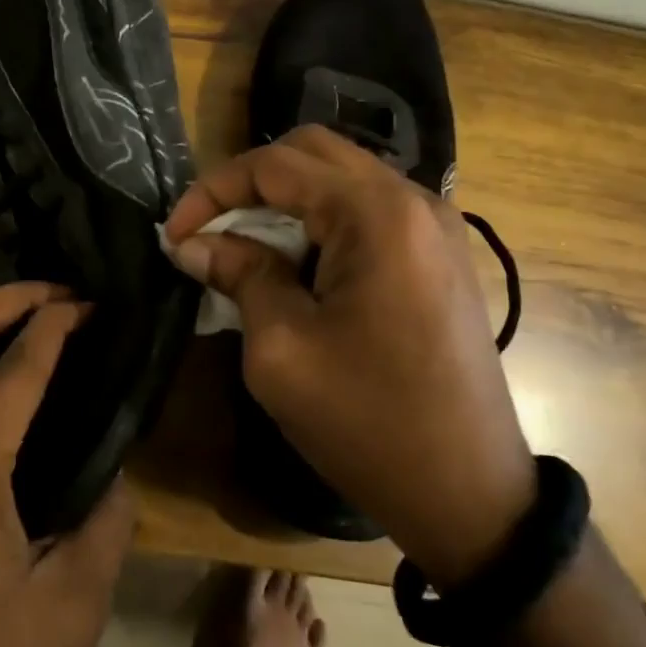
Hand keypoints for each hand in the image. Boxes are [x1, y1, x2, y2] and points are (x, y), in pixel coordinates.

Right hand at [164, 125, 534, 584]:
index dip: (213, 190)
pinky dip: (320, 217)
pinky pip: (368, 207)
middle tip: (207, 229)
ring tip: (242, 244)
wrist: (471, 494)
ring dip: (284, 198)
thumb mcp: (282, 349)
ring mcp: (434, 224)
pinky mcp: (439, 251)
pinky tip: (295, 259)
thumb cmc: (369, 423)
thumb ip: (239, 275)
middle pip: (311, 152)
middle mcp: (412, 199)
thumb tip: (192, 244)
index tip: (174, 234)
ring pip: (341, 175)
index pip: (276, 165)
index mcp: (376, 214)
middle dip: (248, 182)